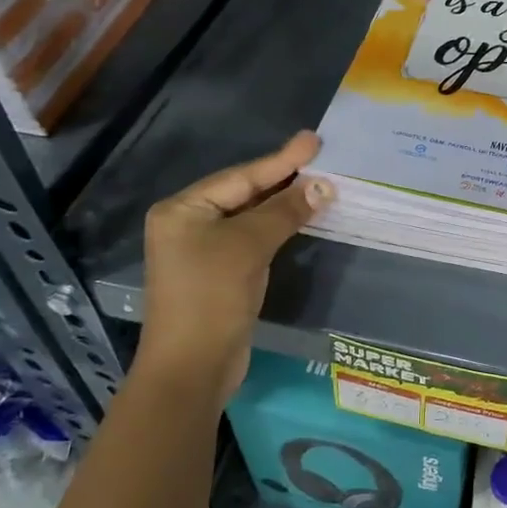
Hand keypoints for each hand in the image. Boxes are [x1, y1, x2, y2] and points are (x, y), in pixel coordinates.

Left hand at [135, 131, 331, 405]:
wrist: (192, 367)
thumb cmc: (211, 297)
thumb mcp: (248, 246)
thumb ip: (285, 211)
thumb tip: (323, 186)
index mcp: (183, 209)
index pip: (241, 177)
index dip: (281, 159)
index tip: (314, 140)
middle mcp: (189, 224)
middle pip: (244, 193)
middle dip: (283, 178)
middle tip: (320, 157)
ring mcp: (203, 250)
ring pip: (251, 216)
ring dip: (284, 203)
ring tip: (319, 182)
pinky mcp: (220, 273)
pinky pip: (253, 238)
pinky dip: (278, 227)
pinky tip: (302, 217)